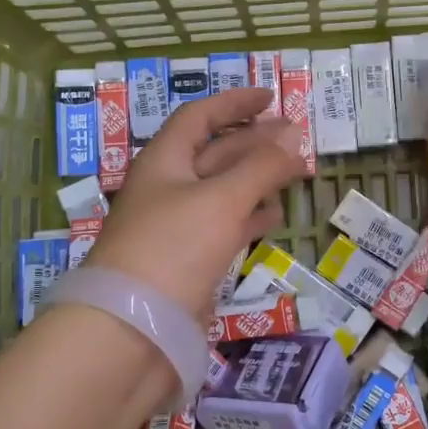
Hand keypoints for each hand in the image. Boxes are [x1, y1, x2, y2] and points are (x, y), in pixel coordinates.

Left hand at [83, 88, 305, 320]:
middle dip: (255, 141)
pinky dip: (249, 217)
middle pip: (215, 152)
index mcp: (165, 161)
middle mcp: (169, 188)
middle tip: (296, 137)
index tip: (270, 97)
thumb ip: (261, 166)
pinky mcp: (188, 262)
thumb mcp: (222, 199)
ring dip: (257, 178)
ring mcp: (177, 227)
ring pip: (222, 190)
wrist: (131, 331)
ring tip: (294, 173)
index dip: (234, 102)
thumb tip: (295, 134)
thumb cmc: (173, 249)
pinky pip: (224, 226)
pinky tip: (272, 216)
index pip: (199, 116)